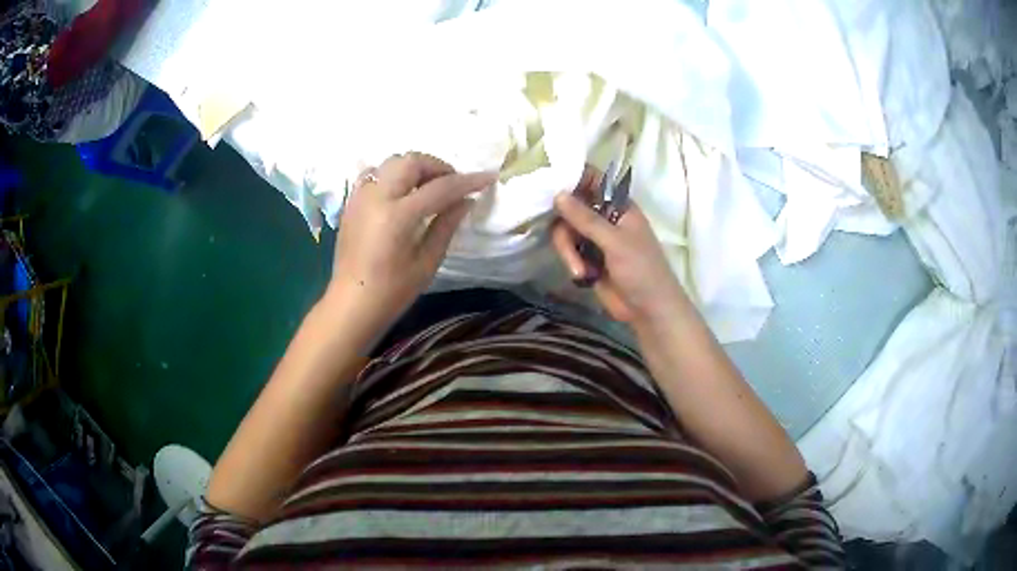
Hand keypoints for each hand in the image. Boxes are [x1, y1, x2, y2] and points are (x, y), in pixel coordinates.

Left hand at [326, 152, 495, 330]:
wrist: (351, 304)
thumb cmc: (392, 292)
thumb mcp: (427, 263)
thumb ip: (446, 226)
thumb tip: (465, 201)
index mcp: (398, 216)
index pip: (440, 188)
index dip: (467, 181)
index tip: (488, 178)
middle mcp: (377, 197)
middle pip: (412, 162)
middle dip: (438, 167)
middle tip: (452, 184)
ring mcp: (360, 196)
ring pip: (391, 162)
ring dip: (414, 167)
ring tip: (427, 186)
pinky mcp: (351, 202)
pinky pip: (373, 173)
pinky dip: (392, 174)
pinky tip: (401, 192)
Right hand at [552, 167, 688, 328]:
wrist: (648, 311)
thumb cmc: (642, 270)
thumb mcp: (615, 242)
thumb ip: (586, 219)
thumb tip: (558, 194)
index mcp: (619, 206)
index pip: (592, 181)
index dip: (572, 180)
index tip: (551, 187)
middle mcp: (605, 217)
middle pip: (571, 208)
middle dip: (566, 229)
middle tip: (567, 245)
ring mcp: (595, 238)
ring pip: (566, 232)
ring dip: (569, 252)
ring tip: (580, 272)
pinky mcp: (587, 258)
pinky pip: (568, 251)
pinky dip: (572, 262)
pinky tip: (582, 277)